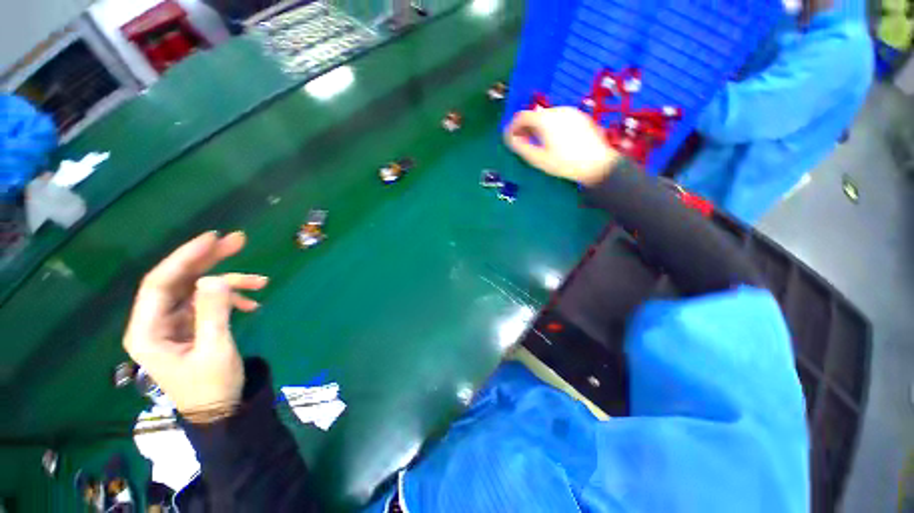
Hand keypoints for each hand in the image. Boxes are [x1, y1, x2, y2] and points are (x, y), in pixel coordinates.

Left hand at [123, 231, 267, 422]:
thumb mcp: (216, 350)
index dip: (184, 257)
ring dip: (230, 282)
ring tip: (261, 281)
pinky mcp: (190, 326)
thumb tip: (214, 279)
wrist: (220, 411)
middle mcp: (155, 322)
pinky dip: (233, 299)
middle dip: (209, 260)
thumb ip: (213, 313)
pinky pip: (210, 303)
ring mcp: (174, 323)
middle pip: (179, 280)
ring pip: (198, 289)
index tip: (211, 239)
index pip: (159, 283)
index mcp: (147, 331)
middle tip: (238, 241)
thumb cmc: (212, 387)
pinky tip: (253, 304)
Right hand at [504, 107, 620, 184]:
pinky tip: (553, 140)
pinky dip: (550, 126)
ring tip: (537, 142)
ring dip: (537, 127)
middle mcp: (557, 110)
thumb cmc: (564, 163)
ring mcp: (571, 112)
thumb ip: (521, 147)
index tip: (510, 138)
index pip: (522, 116)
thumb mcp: (538, 159)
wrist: (597, 164)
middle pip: (535, 115)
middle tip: (522, 142)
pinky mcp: (580, 117)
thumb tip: (511, 139)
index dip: (512, 127)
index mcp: (545, 120)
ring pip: (547, 116)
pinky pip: (559, 118)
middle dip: (525, 127)